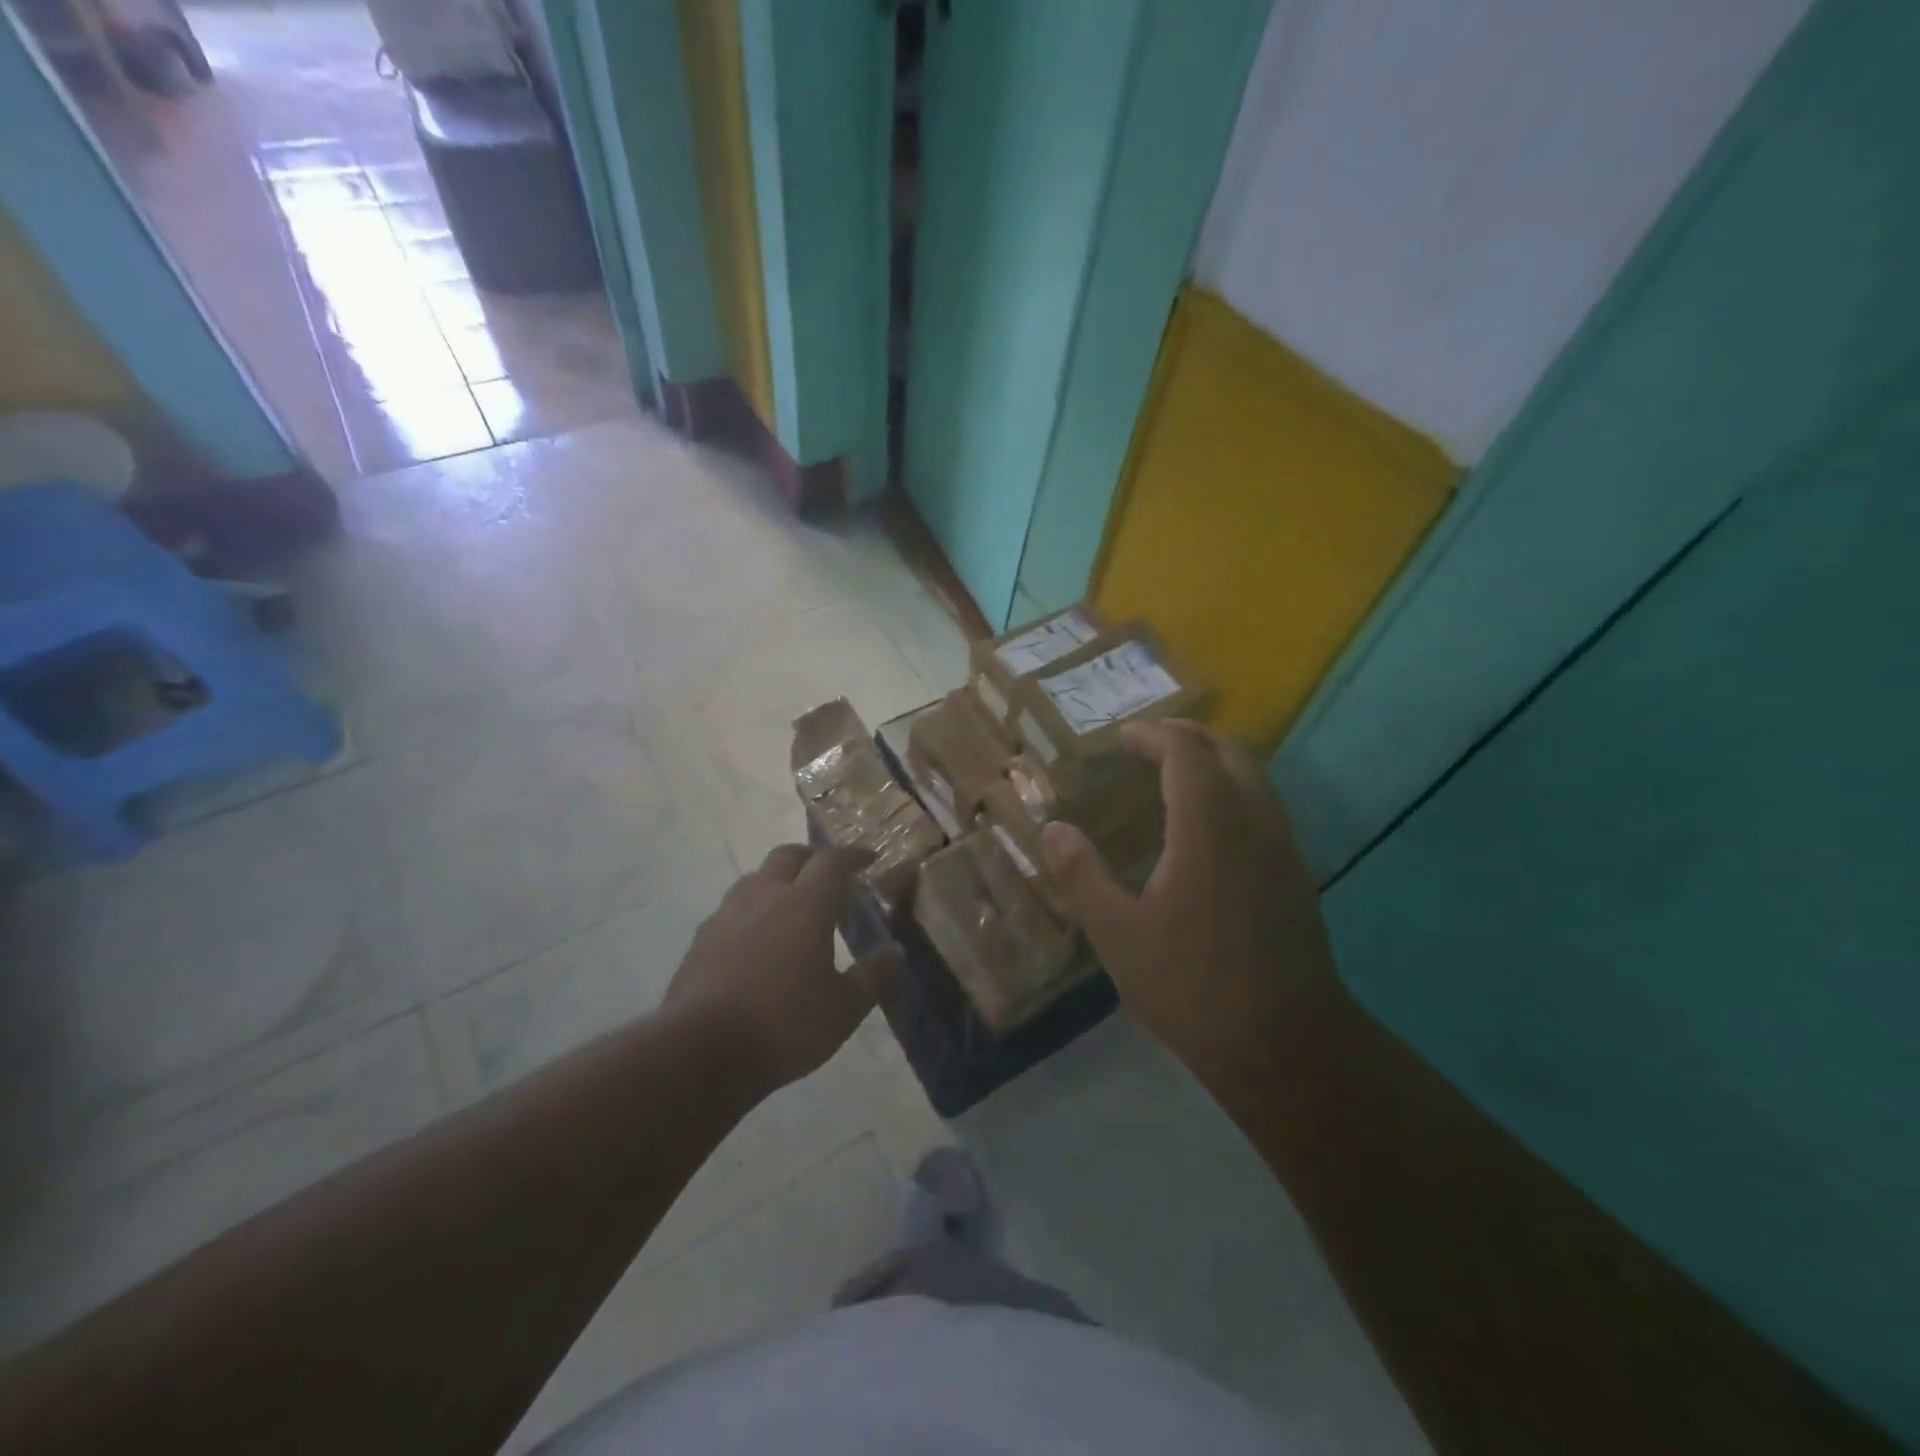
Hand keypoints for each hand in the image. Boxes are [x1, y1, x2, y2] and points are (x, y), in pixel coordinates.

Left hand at [666, 845, 901, 1090]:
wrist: (701, 1051)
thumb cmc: (785, 1025)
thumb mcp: (845, 1008)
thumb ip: (873, 976)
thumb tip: (895, 952)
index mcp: (805, 903)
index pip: (832, 860)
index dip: (853, 855)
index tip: (869, 858)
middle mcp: (765, 896)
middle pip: (788, 855)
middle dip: (812, 857)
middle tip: (829, 876)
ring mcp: (727, 915)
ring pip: (756, 878)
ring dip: (778, 881)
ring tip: (792, 906)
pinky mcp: (701, 939)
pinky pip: (732, 909)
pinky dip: (752, 911)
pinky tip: (756, 940)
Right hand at [1040, 720, 1338, 1088]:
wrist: (1287, 1046)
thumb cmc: (1193, 987)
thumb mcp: (1118, 936)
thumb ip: (1082, 877)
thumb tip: (1052, 830)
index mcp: (1209, 827)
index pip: (1186, 753)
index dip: (1154, 735)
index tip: (1123, 737)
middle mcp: (1254, 822)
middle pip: (1230, 751)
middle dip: (1188, 736)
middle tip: (1149, 741)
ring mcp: (1283, 847)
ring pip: (1255, 776)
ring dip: (1215, 760)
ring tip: (1175, 772)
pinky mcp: (1296, 874)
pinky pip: (1265, 805)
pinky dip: (1233, 789)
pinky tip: (1209, 824)